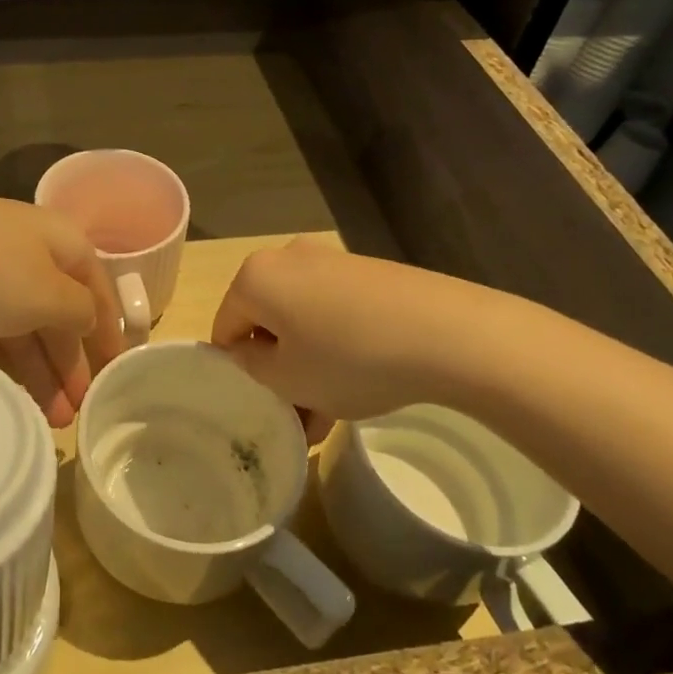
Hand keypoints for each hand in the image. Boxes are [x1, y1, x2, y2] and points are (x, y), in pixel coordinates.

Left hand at [0, 178, 125, 427]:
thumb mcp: (46, 294)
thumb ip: (79, 313)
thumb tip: (89, 320)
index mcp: (62, 243)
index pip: (98, 291)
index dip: (109, 335)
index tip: (115, 378)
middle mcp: (30, 251)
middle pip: (60, 312)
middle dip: (70, 364)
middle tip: (74, 415)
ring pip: (22, 324)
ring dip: (38, 370)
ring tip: (46, 418)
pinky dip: (2, 358)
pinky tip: (8, 388)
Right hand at [211, 238, 479, 430]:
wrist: (447, 332)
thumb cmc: (349, 358)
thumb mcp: (287, 379)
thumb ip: (250, 368)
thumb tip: (247, 354)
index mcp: (255, 277)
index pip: (225, 329)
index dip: (238, 372)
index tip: (265, 404)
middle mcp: (287, 258)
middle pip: (267, 323)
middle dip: (279, 372)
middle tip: (299, 415)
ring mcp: (331, 261)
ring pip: (303, 322)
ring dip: (309, 366)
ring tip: (332, 414)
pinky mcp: (368, 272)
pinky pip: (335, 313)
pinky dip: (338, 347)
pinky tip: (361, 386)